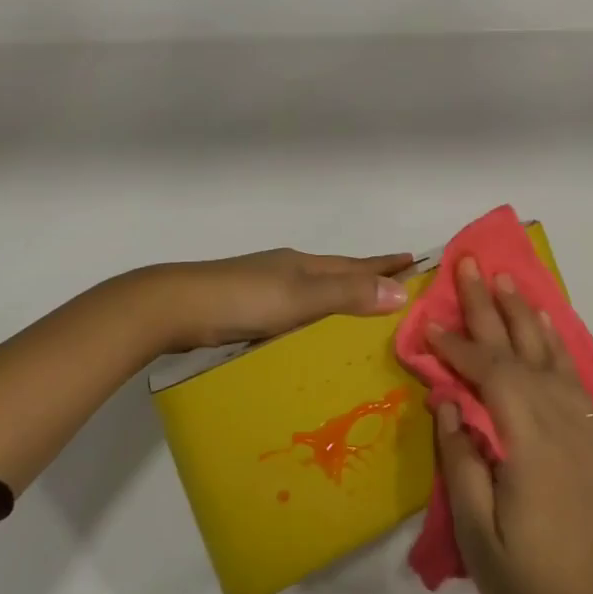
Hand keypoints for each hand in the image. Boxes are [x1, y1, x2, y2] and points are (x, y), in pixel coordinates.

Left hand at [137, 248, 415, 353]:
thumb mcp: (300, 298)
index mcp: (304, 265)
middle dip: (368, 278)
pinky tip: (311, 331)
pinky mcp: (247, 308)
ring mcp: (266, 288)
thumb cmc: (242, 300)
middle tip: (398, 288)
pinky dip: (314, 315)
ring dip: (341, 296)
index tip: (417, 262)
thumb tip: (401, 291)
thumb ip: (346, 294)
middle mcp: (289, 271)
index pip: (356, 264)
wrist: (175, 307)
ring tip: (362, 311)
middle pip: (338, 273)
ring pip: (315, 291)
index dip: (386, 264)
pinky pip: (295, 309)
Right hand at [429, 260, 592, 593]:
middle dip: (489, 306)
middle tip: (469, 263)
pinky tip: (544, 323)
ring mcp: (581, 425)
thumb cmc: (525, 581)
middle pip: (519, 349)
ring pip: (548, 353)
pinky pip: (571, 373)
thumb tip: (446, 398)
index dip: (457, 345)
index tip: (428, 323)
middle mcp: (559, 420)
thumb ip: (460, 457)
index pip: (489, 373)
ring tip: (505, 279)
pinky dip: (555, 341)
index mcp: (529, 440)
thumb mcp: (476, 530)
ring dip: (524, 312)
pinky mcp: (591, 436)